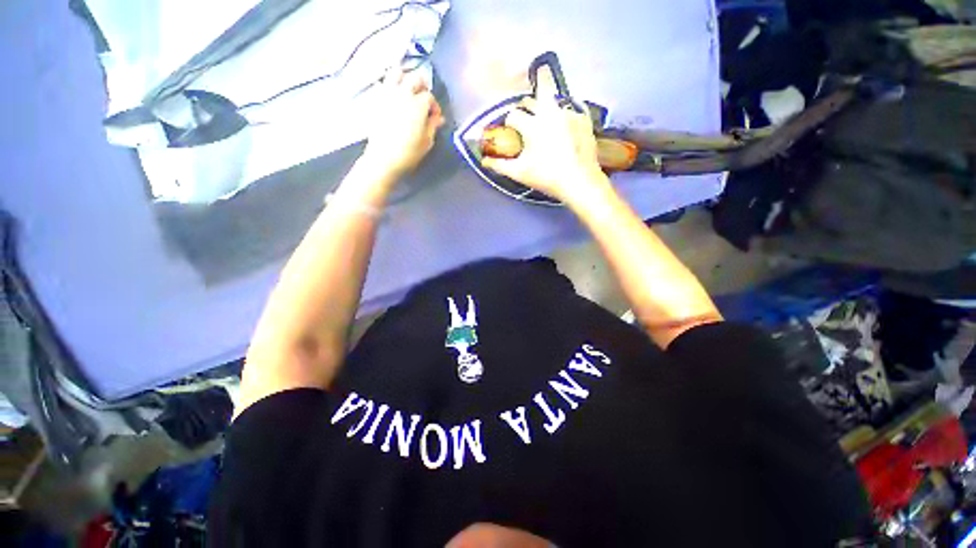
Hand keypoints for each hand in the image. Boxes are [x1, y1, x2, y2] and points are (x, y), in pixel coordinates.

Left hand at [363, 68, 444, 180]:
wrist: (383, 158)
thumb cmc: (408, 152)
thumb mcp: (426, 142)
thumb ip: (433, 126)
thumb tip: (438, 119)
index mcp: (418, 105)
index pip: (430, 96)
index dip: (435, 106)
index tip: (435, 117)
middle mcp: (403, 94)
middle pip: (415, 77)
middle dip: (422, 86)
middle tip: (424, 97)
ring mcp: (387, 94)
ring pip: (396, 72)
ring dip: (405, 78)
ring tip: (408, 89)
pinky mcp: (375, 99)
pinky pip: (383, 83)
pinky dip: (389, 85)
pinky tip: (393, 96)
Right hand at [481, 68, 610, 206]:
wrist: (580, 182)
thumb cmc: (547, 178)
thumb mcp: (520, 173)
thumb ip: (499, 165)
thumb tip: (484, 161)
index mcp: (532, 125)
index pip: (513, 115)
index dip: (509, 123)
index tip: (511, 132)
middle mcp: (550, 112)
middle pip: (531, 100)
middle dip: (525, 109)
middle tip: (526, 124)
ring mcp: (568, 113)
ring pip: (550, 102)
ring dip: (543, 110)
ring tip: (545, 126)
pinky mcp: (582, 118)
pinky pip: (568, 110)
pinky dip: (562, 118)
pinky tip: (563, 131)